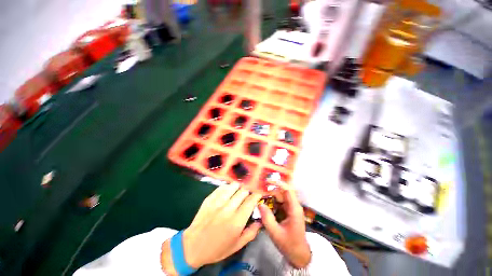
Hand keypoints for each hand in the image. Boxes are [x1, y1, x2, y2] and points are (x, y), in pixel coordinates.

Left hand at [161, 183, 261, 273]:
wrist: (193, 246)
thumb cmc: (217, 248)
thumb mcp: (237, 246)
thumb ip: (251, 233)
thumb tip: (260, 221)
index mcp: (236, 221)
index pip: (251, 201)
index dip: (257, 195)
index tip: (259, 194)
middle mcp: (228, 209)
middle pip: (243, 191)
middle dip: (248, 191)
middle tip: (249, 194)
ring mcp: (217, 202)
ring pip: (233, 186)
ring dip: (239, 187)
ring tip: (239, 191)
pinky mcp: (209, 198)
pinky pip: (222, 187)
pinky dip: (228, 188)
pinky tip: (228, 192)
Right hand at [258, 182, 310, 268]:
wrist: (299, 254)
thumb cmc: (289, 244)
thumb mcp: (276, 233)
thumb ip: (267, 218)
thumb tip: (259, 204)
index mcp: (294, 209)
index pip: (288, 190)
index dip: (278, 183)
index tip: (267, 181)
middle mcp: (293, 205)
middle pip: (282, 192)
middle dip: (271, 189)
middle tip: (259, 190)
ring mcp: (291, 208)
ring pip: (280, 196)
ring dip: (270, 195)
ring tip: (259, 195)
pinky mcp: (288, 211)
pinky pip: (279, 202)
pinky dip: (272, 201)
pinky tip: (264, 203)